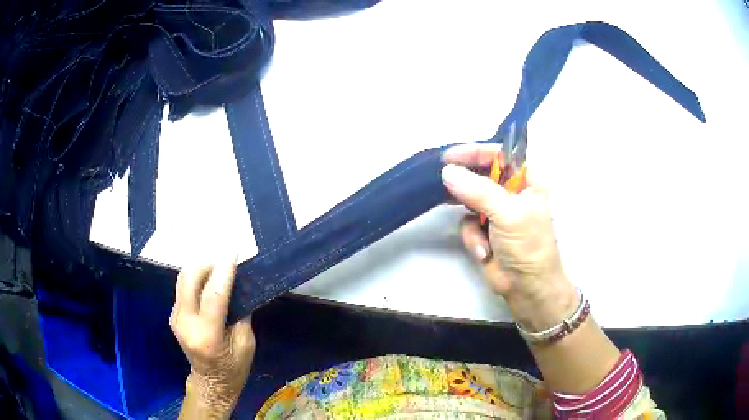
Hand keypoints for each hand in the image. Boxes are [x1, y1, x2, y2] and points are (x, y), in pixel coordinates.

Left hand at [170, 258, 254, 417]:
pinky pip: (183, 288)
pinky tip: (208, 280)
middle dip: (206, 264)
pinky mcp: (173, 315)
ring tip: (217, 267)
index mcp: (207, 335)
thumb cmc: (234, 368)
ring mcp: (176, 318)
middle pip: (189, 280)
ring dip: (200, 268)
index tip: (232, 254)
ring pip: (182, 280)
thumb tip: (240, 285)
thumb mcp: (246, 344)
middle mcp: (186, 324)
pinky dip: (196, 279)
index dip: (223, 272)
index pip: (213, 296)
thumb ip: (241, 314)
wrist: (210, 383)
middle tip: (224, 261)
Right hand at [442, 143, 577, 330]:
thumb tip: (448, 172)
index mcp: (527, 181)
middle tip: (443, 183)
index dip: (475, 153)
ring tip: (478, 230)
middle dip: (466, 185)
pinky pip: (467, 223)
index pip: (500, 155)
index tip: (450, 156)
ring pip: (469, 199)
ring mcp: (496, 211)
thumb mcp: (508, 214)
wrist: (526, 288)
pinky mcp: (484, 230)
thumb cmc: (528, 246)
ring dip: (471, 217)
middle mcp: (511, 192)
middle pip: (481, 175)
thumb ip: (478, 190)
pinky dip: (472, 237)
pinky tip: (483, 251)